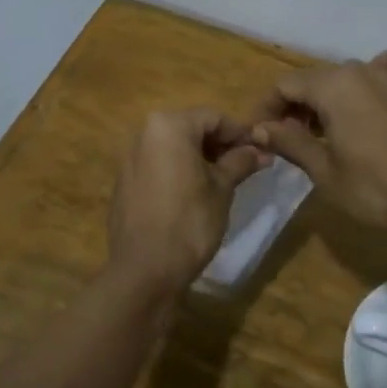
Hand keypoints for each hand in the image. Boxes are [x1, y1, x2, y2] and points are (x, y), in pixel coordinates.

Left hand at [108, 108, 268, 291]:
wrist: (145, 269)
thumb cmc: (189, 222)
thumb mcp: (222, 188)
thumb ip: (240, 162)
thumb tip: (260, 151)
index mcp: (168, 126)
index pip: (214, 118)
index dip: (240, 133)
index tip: (262, 151)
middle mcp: (144, 133)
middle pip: (192, 128)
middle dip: (221, 145)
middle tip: (247, 165)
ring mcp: (130, 157)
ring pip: (174, 147)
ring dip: (201, 157)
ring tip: (226, 179)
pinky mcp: (124, 181)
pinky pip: (158, 165)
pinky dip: (180, 170)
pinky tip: (196, 193)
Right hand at [249, 50, 386, 241]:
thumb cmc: (376, 191)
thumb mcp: (324, 172)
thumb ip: (290, 142)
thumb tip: (260, 127)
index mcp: (332, 86)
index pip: (285, 85)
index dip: (267, 108)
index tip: (261, 133)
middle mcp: (362, 70)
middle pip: (316, 78)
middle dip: (298, 104)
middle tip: (291, 137)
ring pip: (352, 72)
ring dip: (333, 93)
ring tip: (331, 124)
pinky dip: (382, 71)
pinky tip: (380, 92)